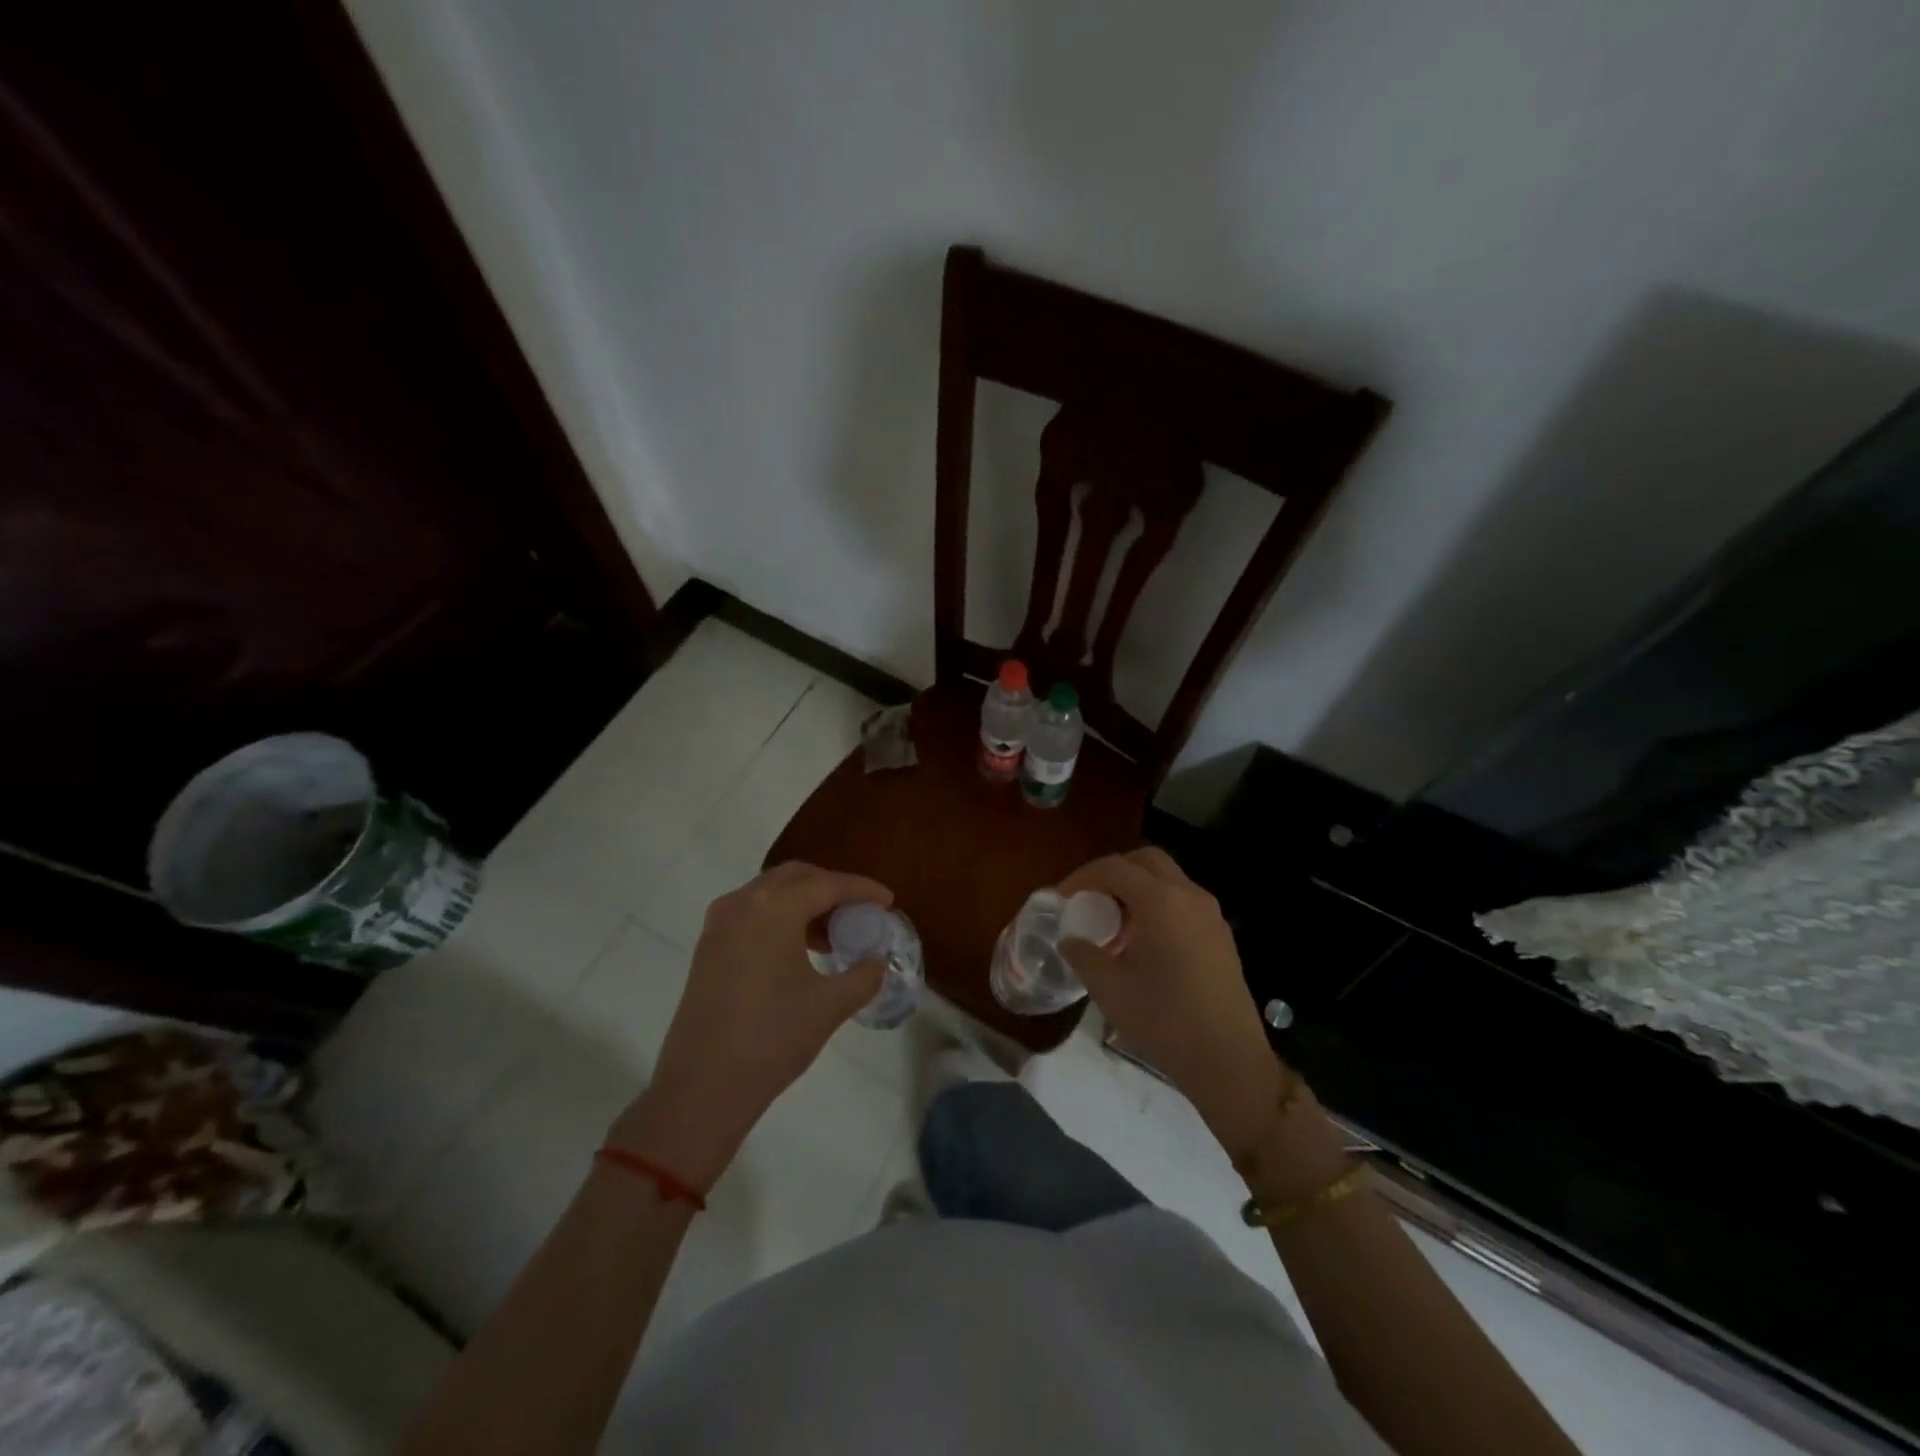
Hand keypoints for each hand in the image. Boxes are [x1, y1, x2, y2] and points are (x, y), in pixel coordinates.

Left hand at [608, 862, 889, 1187]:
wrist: (701, 1088)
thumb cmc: (771, 1038)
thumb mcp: (829, 1006)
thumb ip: (863, 975)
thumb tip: (877, 962)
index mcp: (773, 908)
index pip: (827, 884)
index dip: (862, 890)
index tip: (888, 901)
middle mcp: (742, 903)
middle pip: (796, 877)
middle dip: (832, 888)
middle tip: (861, 911)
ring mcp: (719, 924)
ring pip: (771, 893)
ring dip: (805, 903)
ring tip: (835, 934)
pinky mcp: (708, 947)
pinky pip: (753, 913)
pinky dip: (781, 918)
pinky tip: (800, 949)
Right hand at [1058, 848, 1287, 1161]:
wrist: (1228, 1061)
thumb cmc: (1163, 1020)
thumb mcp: (1109, 987)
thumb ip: (1083, 954)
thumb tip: (1070, 939)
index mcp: (1161, 901)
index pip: (1114, 868)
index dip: (1082, 877)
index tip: (1062, 898)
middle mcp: (1190, 896)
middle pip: (1146, 862)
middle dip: (1113, 872)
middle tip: (1089, 898)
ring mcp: (1211, 915)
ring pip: (1168, 881)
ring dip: (1137, 889)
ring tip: (1112, 922)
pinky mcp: (1221, 937)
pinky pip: (1182, 903)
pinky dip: (1157, 907)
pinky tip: (1142, 943)